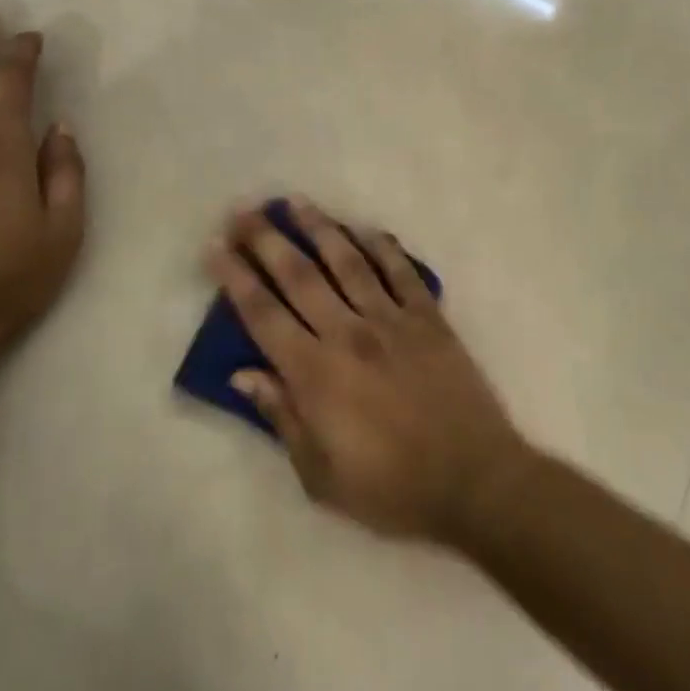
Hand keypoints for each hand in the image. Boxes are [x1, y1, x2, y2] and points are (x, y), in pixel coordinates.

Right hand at [208, 197, 529, 543]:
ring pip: (348, 262)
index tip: (214, 247)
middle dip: (266, 239)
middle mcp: (348, 334)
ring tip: (295, 201)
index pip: (262, 314)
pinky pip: (402, 273)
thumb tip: (243, 374)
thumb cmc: (391, 488)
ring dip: (319, 228)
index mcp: (315, 373)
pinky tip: (366, 229)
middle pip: (299, 275)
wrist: (475, 482)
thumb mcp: (320, 475)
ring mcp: (392, 322)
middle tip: (243, 210)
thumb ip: (281, 417)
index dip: (234, 277)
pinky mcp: (430, 320)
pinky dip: (383, 247)